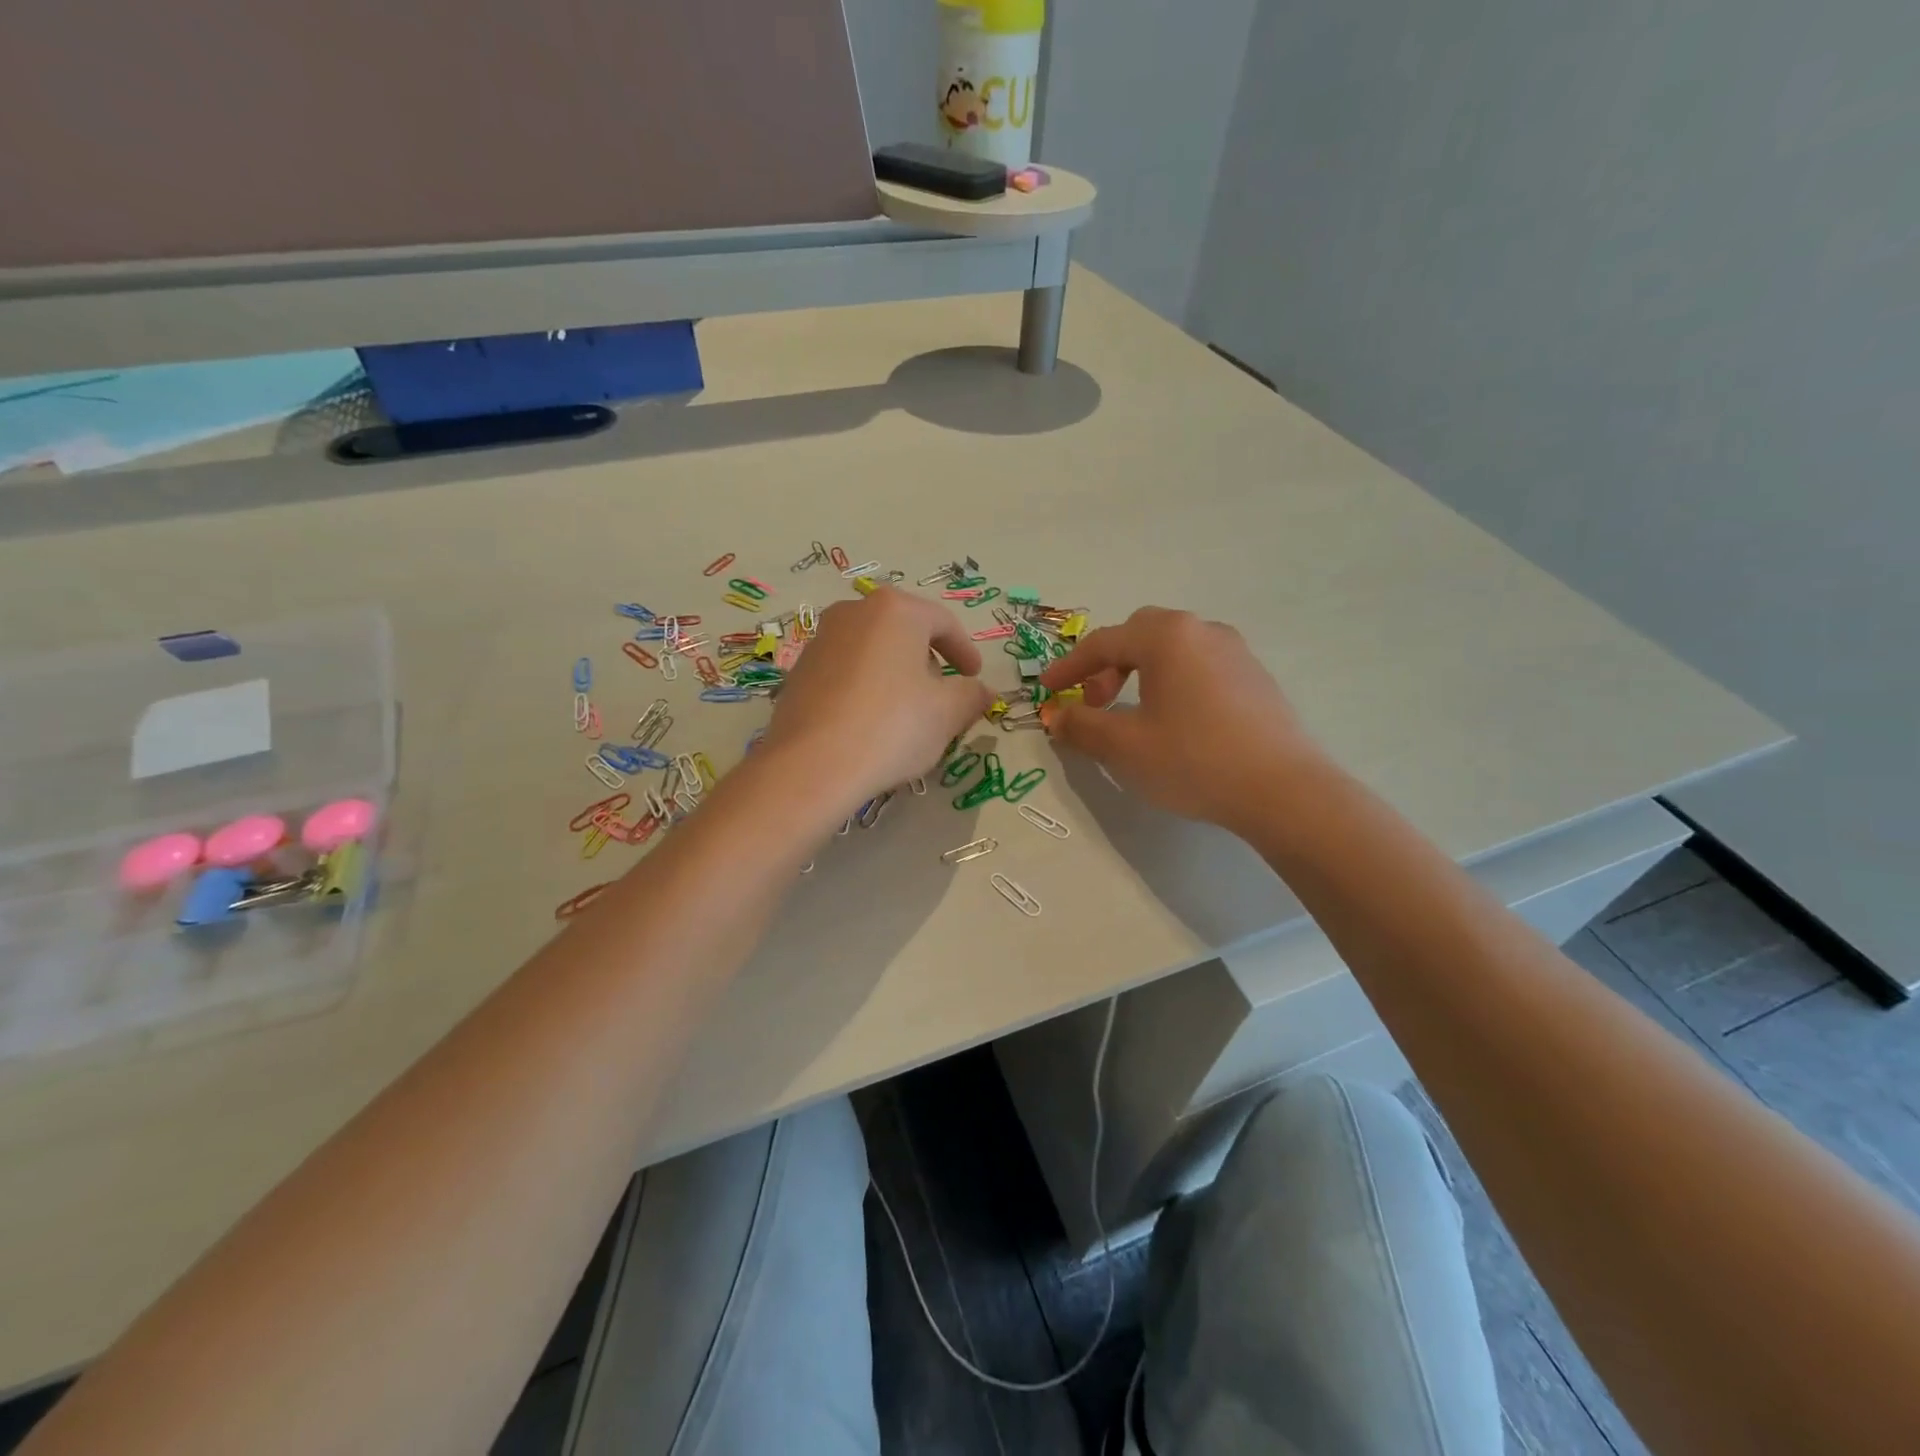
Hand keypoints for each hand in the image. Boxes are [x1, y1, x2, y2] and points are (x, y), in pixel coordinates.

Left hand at [763, 588, 992, 810]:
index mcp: (895, 610)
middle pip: (904, 632)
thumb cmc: (891, 727)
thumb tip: (983, 692)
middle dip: (928, 661)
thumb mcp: (947, 713)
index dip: (965, 651)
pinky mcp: (799, 672)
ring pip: (873, 651)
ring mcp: (820, 640)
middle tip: (943, 695)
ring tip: (907, 712)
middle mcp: (854, 612)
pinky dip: (866, 688)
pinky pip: (846, 672)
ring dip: (896, 675)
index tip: (975, 677)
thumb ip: (971, 695)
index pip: (943, 623)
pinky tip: (871, 723)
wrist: (811, 766)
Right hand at [1038, 607, 1324, 830]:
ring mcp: (1235, 651)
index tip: (1047, 691)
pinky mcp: (1255, 677)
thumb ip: (1081, 725)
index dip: (1068, 668)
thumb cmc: (1193, 760)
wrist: (1283, 790)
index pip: (1102, 643)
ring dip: (1142, 672)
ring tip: (1135, 713)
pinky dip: (1173, 682)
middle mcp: (1202, 631)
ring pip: (1173, 649)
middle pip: (1139, 634)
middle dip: (1108, 665)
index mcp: (1166, 637)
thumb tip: (1057, 715)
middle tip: (1097, 701)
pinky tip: (1176, 721)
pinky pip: (1200, 666)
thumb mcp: (1124, 747)